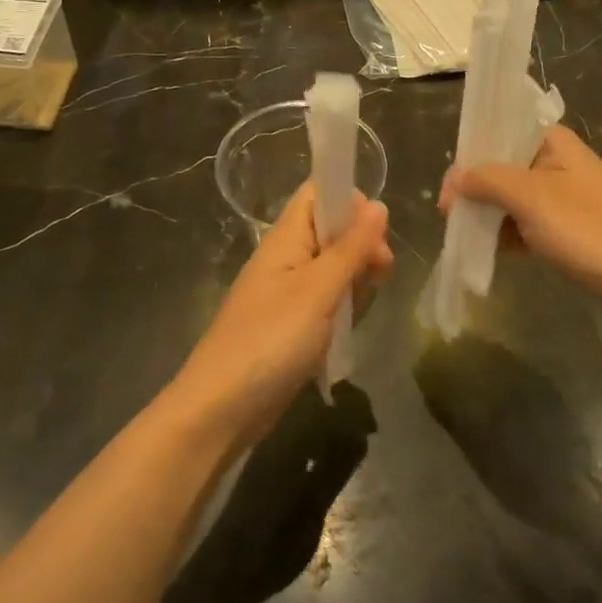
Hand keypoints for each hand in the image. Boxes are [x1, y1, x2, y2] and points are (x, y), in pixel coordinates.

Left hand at [166, 186, 392, 447]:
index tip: (374, 231)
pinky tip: (348, 329)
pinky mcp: (294, 324)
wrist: (222, 408)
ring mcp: (290, 293)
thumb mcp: (317, 291)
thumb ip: (350, 249)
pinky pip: (328, 302)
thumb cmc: (269, 341)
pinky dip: (343, 309)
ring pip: (335, 269)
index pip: (318, 194)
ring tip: (358, 307)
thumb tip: (378, 205)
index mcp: (285, 239)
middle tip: (377, 274)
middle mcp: (287, 258)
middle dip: (362, 246)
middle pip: (333, 231)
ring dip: (356, 281)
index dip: (350, 200)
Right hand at [440, 126, 601, 317]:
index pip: (499, 132)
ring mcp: (561, 195)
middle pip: (501, 166)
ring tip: (465, 236)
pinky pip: (523, 221)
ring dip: (487, 213)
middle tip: (451, 217)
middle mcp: (556, 161)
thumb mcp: (531, 198)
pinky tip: (488, 251)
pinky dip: (505, 233)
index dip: (470, 155)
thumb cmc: (587, 230)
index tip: (449, 191)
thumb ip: (488, 180)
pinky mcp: (564, 225)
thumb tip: (456, 177)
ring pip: (510, 196)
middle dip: (474, 189)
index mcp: (553, 141)